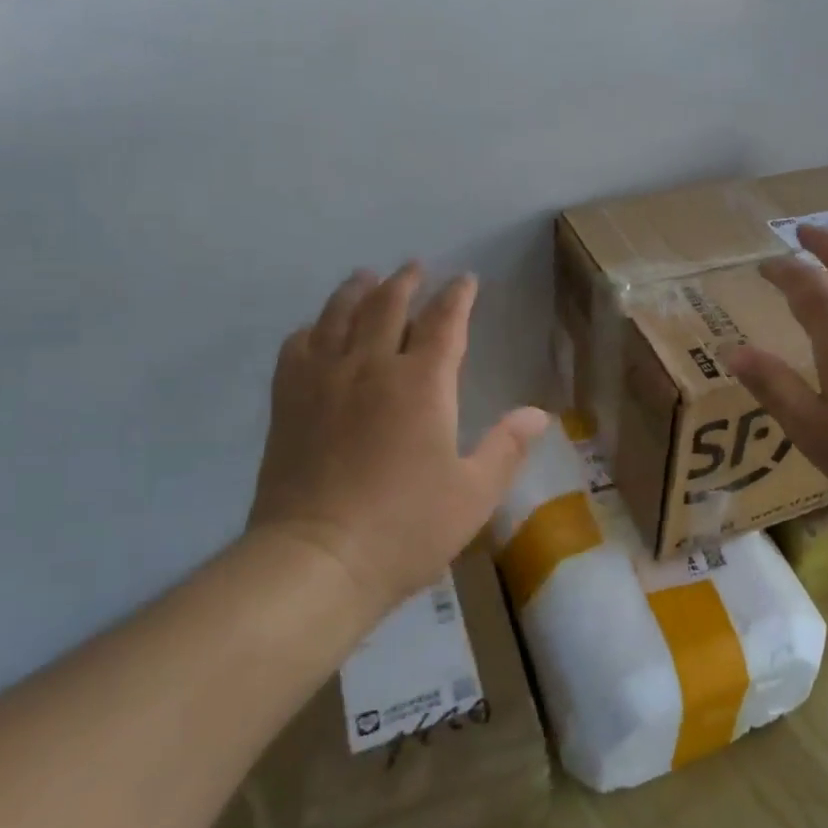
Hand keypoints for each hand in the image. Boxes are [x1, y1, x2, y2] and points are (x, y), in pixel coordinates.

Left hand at [249, 264, 548, 618]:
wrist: (315, 561)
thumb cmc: (404, 528)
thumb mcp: (473, 494)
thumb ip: (506, 448)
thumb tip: (539, 414)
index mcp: (422, 383)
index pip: (444, 322)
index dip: (458, 297)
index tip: (466, 280)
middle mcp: (371, 366)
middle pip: (388, 305)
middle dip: (405, 281)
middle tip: (415, 266)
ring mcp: (324, 380)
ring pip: (339, 315)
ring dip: (357, 290)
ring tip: (365, 277)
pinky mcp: (288, 401)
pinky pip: (297, 347)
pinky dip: (312, 328)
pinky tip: (316, 330)